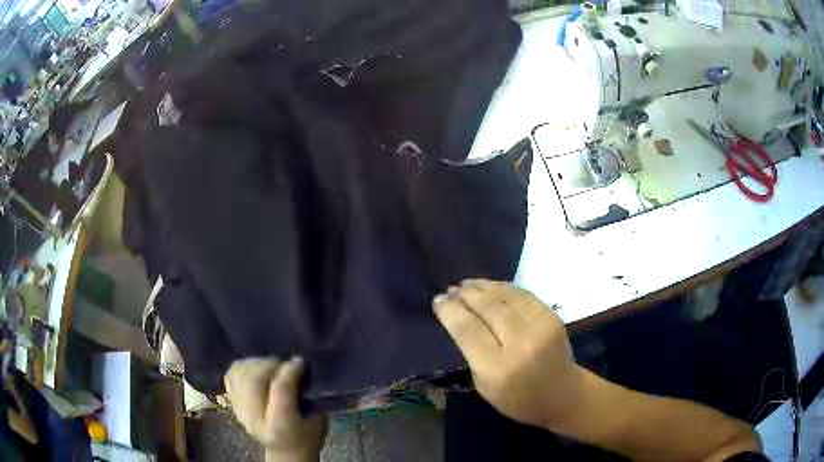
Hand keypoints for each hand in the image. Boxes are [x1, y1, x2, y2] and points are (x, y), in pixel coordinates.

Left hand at [225, 357, 326, 461]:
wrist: (286, 451)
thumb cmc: (307, 435)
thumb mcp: (316, 419)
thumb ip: (306, 393)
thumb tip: (298, 364)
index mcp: (280, 427)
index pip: (280, 390)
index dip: (290, 370)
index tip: (300, 361)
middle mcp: (255, 420)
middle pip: (253, 381)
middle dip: (269, 364)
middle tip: (283, 361)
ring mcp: (239, 412)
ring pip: (240, 375)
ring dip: (256, 363)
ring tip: (270, 364)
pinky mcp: (232, 405)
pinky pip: (231, 375)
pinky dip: (242, 367)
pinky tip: (256, 368)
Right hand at [432, 279, 583, 429]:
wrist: (563, 394)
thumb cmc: (519, 399)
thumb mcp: (485, 387)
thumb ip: (473, 354)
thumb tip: (460, 319)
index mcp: (498, 369)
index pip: (468, 330)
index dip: (450, 311)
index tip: (437, 301)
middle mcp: (520, 344)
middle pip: (486, 308)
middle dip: (464, 295)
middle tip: (450, 289)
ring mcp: (540, 327)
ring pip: (505, 296)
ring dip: (482, 286)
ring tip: (466, 284)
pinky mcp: (552, 317)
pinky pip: (523, 294)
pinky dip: (503, 287)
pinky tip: (490, 286)